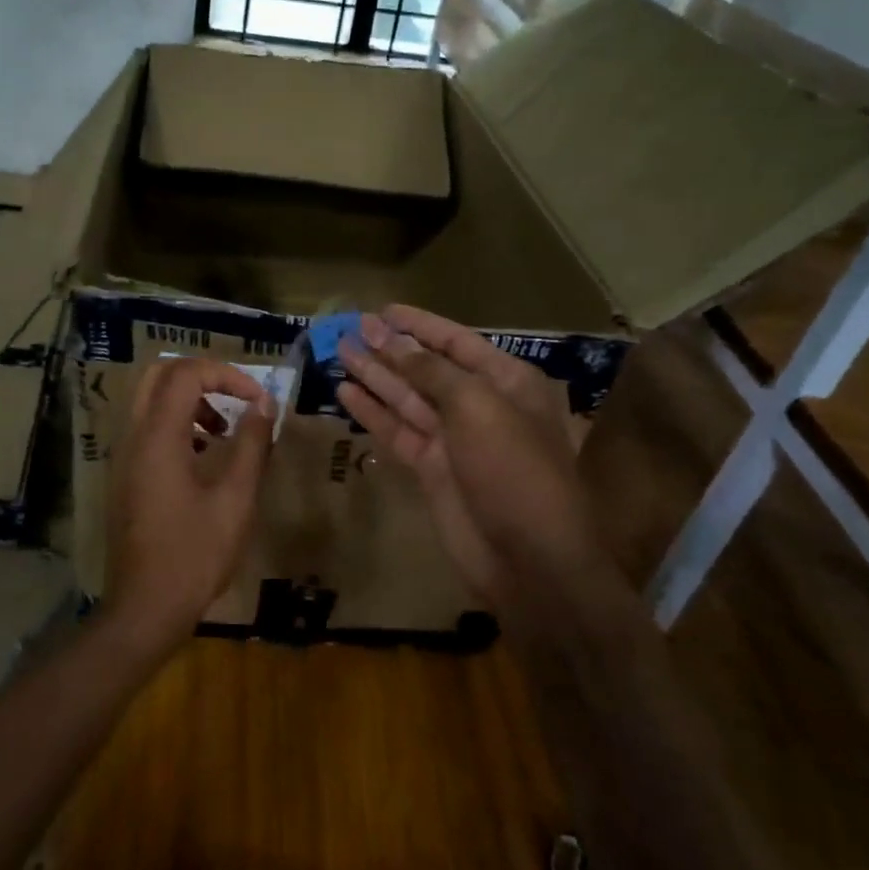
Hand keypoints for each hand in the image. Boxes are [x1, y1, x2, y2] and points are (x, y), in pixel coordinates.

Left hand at [103, 358, 274, 654]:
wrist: (145, 607)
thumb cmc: (195, 554)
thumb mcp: (235, 499)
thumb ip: (252, 445)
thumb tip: (266, 405)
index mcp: (158, 437)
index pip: (185, 373)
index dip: (227, 374)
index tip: (258, 399)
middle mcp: (134, 436)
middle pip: (160, 375)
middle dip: (203, 376)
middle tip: (236, 397)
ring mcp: (125, 456)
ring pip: (151, 399)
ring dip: (189, 399)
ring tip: (224, 430)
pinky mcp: (126, 475)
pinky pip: (148, 427)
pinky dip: (177, 423)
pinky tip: (204, 455)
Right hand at [338, 306, 591, 606]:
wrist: (528, 559)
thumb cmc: (513, 469)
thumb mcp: (477, 407)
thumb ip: (432, 371)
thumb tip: (394, 340)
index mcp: (506, 382)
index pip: (456, 342)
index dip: (419, 324)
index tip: (382, 310)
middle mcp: (480, 405)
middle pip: (427, 368)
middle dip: (390, 348)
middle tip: (350, 327)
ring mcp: (454, 439)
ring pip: (407, 398)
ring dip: (375, 375)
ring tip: (340, 351)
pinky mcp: (431, 469)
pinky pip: (398, 431)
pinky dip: (373, 413)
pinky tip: (346, 392)